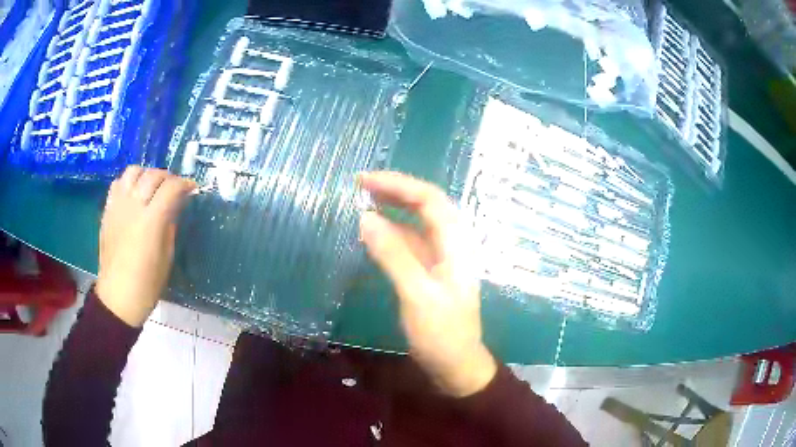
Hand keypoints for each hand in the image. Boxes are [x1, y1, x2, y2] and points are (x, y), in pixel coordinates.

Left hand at [96, 166, 195, 326]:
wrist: (118, 296)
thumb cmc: (147, 283)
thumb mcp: (167, 256)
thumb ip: (170, 225)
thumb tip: (175, 206)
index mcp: (151, 221)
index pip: (171, 188)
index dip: (185, 184)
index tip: (192, 188)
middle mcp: (133, 207)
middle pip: (152, 175)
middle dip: (167, 177)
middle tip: (173, 187)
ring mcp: (118, 206)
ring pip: (132, 172)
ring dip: (146, 174)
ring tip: (151, 186)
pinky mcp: (107, 211)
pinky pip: (117, 184)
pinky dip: (128, 182)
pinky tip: (133, 194)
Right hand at [358, 172, 496, 397]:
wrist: (455, 366)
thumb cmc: (441, 333)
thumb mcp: (417, 294)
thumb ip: (393, 254)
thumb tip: (365, 217)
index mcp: (455, 244)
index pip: (430, 199)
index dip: (398, 184)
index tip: (364, 180)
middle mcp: (450, 244)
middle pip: (425, 205)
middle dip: (395, 190)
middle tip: (360, 184)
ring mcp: (439, 258)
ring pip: (416, 223)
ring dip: (392, 208)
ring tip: (362, 200)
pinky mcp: (428, 272)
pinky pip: (409, 242)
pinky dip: (391, 232)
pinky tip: (373, 232)